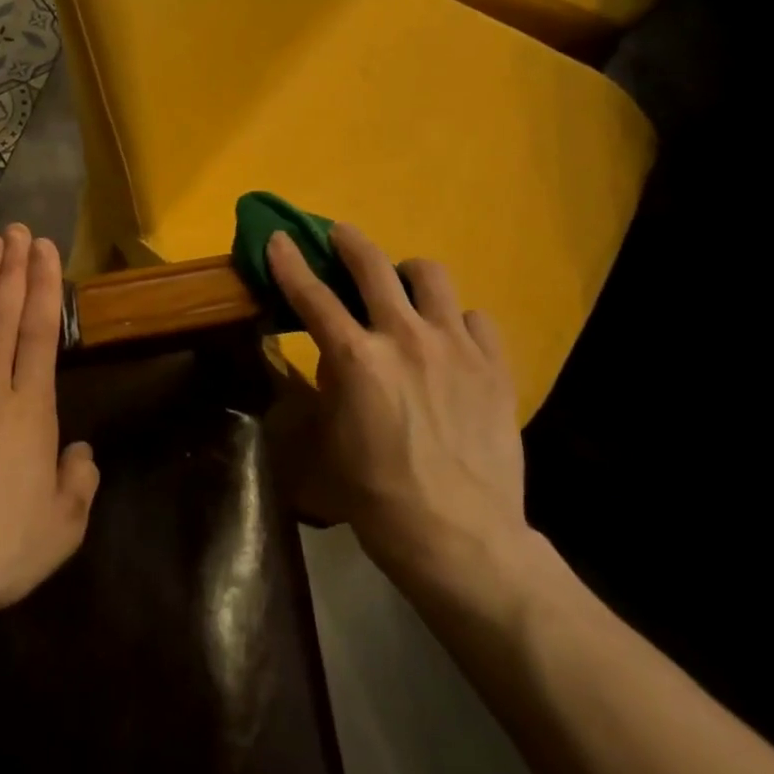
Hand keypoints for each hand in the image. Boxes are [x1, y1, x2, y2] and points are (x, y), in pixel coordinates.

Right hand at [268, 223, 534, 598]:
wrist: (461, 538)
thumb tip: (338, 357)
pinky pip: (475, 317)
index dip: (290, 263)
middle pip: (373, 265)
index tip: (279, 238)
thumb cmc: (379, 497)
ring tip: (404, 288)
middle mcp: (405, 337)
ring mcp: (455, 346)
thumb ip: (330, 387)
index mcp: (357, 359)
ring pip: (431, 276)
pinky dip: (456, 319)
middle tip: (340, 236)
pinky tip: (451, 339)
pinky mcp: (494, 364)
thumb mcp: (329, 442)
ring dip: (408, 274)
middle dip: (350, 242)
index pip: (313, 295)